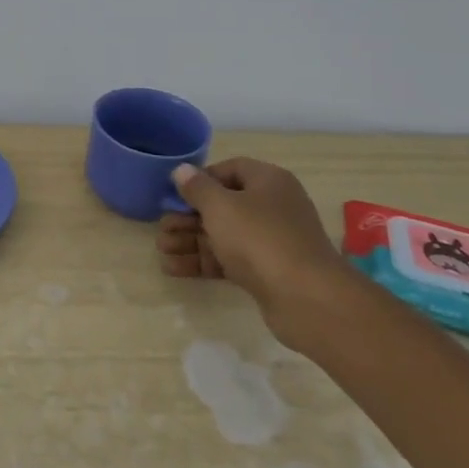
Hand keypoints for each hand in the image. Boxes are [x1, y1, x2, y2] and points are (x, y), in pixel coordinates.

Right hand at [156, 157, 343, 332]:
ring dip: (190, 240)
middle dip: (188, 216)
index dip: (201, 179)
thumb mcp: (220, 206)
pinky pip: (229, 259)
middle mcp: (273, 206)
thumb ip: (197, 187)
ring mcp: (271, 241)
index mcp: (268, 181)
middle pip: (223, 205)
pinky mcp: (267, 271)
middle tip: (161, 227)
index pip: (231, 169)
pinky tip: (173, 268)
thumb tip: (183, 170)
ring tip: (161, 249)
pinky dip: (203, 261)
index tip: (176, 193)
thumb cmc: (259, 238)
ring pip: (223, 234)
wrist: (306, 298)